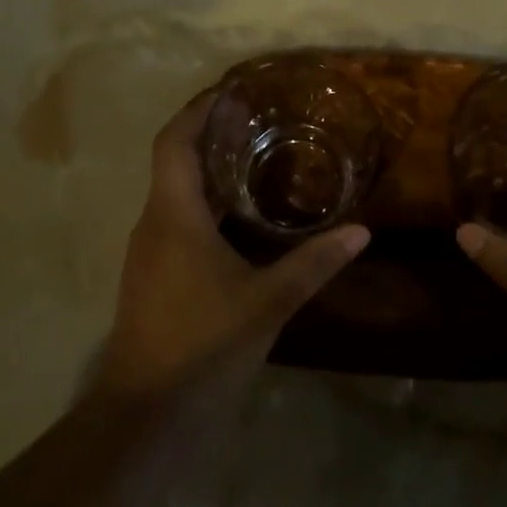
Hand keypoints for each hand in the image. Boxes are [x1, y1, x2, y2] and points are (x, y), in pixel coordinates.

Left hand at [98, 93, 368, 399]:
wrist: (145, 415)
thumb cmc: (202, 346)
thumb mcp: (268, 302)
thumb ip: (314, 263)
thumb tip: (362, 231)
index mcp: (172, 215)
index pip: (173, 141)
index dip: (197, 110)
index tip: (231, 91)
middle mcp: (153, 223)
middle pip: (174, 161)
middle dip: (210, 135)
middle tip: (259, 120)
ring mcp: (148, 251)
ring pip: (175, 192)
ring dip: (208, 170)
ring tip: (257, 157)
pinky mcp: (153, 275)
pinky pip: (176, 219)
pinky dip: (206, 202)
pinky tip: (241, 217)